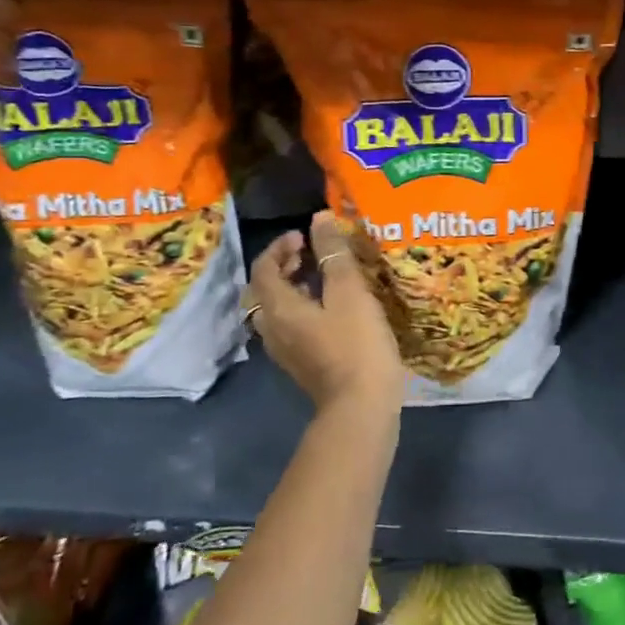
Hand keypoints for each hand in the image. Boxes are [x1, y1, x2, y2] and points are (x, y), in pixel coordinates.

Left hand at [250, 210, 404, 417]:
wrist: (361, 406)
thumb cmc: (356, 343)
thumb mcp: (349, 292)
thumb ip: (333, 254)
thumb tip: (319, 218)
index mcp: (278, 308)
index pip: (263, 268)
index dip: (280, 246)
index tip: (306, 235)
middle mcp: (272, 328)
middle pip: (264, 289)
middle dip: (284, 266)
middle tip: (312, 253)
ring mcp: (285, 351)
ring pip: (277, 310)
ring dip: (293, 288)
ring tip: (323, 277)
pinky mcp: (301, 365)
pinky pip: (290, 326)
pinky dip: (302, 308)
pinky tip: (331, 309)